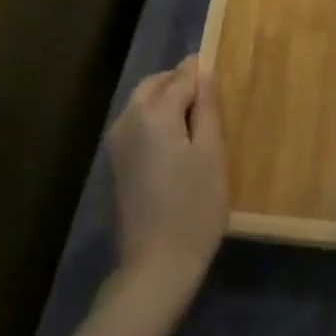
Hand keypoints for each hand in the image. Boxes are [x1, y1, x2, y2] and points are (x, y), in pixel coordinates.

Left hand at [106, 55, 228, 302]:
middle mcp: (126, 120)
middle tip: (211, 100)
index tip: (220, 77)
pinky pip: (136, 125)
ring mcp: (116, 144)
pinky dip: (156, 122)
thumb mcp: (212, 153)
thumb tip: (204, 69)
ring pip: (142, 104)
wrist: (156, 265)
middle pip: (155, 85)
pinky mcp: (115, 164)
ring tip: (198, 123)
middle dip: (180, 83)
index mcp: (152, 113)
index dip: (201, 73)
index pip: (181, 77)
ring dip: (167, 102)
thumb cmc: (194, 207)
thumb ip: (207, 107)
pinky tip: (177, 144)